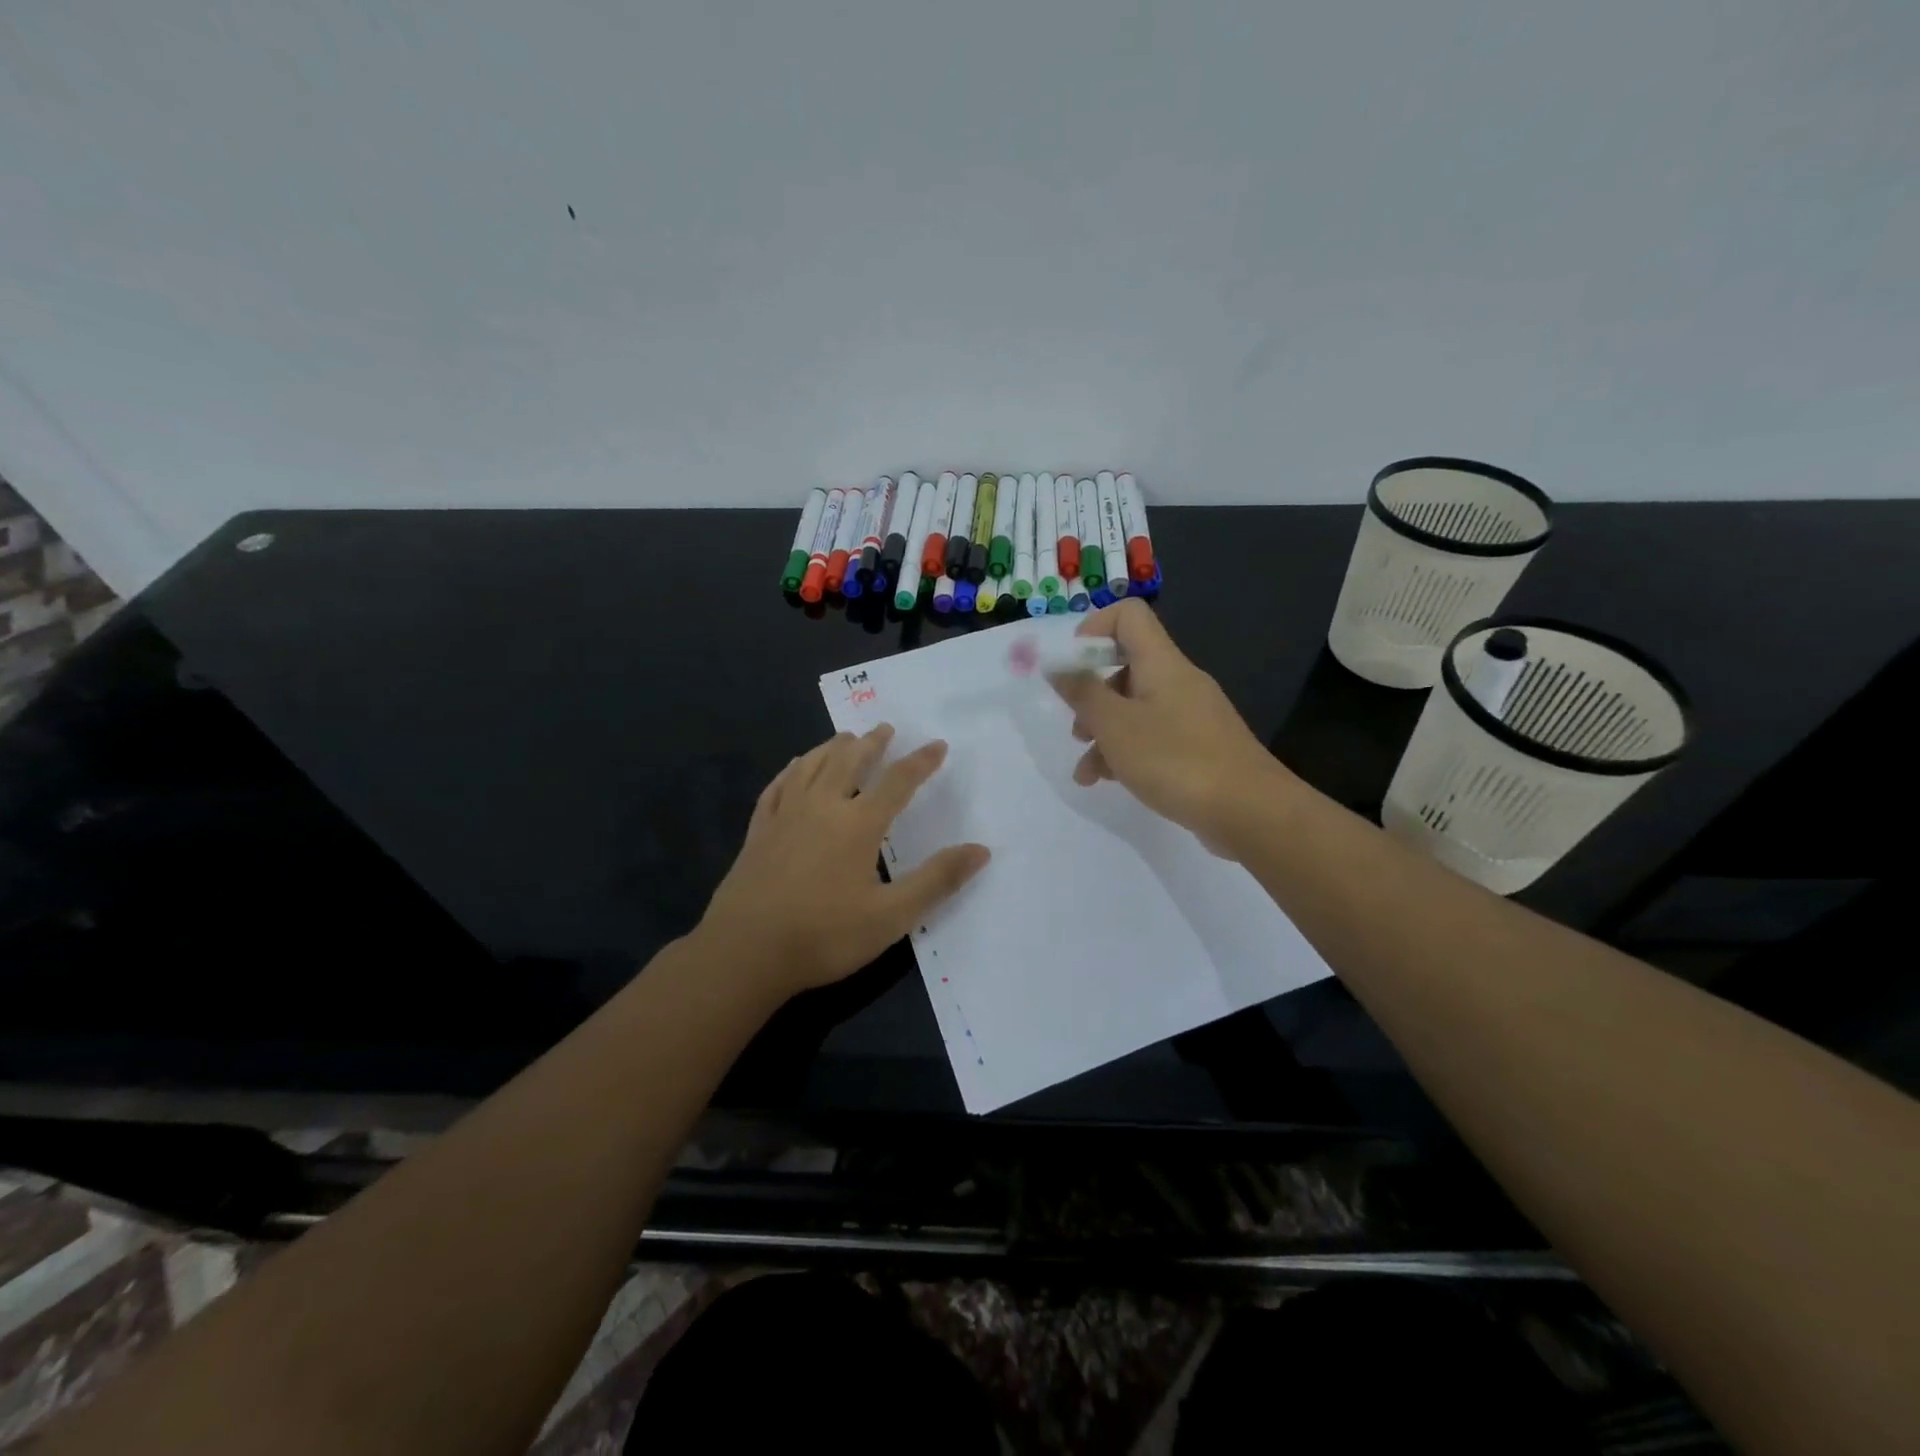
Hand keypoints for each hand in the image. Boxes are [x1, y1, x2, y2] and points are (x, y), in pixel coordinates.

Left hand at [700, 726, 989, 999]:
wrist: (745, 952)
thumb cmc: (825, 935)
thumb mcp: (892, 916)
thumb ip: (937, 880)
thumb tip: (981, 850)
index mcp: (858, 824)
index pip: (897, 782)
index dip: (921, 762)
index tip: (937, 744)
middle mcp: (822, 807)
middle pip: (849, 762)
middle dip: (872, 744)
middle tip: (884, 728)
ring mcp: (785, 816)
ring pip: (811, 766)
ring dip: (832, 748)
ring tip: (845, 737)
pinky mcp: (759, 831)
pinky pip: (777, 787)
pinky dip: (790, 770)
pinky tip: (793, 767)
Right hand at [1050, 599, 1293, 854]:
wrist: (1250, 811)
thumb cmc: (1175, 760)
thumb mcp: (1115, 726)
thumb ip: (1082, 693)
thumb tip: (1057, 664)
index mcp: (1161, 663)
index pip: (1128, 615)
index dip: (1093, 630)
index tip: (1071, 668)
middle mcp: (1178, 680)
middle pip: (1126, 666)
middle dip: (1091, 696)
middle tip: (1077, 729)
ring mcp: (1191, 715)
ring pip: (1135, 708)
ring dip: (1104, 734)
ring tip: (1086, 773)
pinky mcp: (1199, 746)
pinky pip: (1153, 736)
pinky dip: (1127, 752)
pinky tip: (1109, 782)